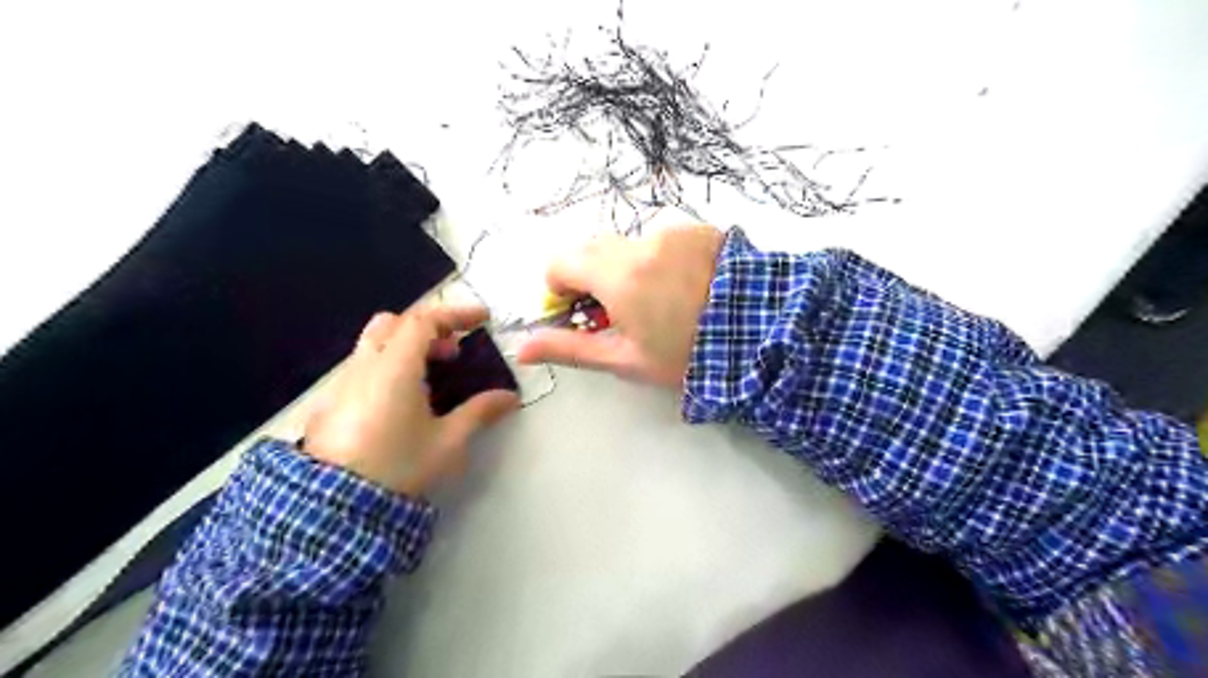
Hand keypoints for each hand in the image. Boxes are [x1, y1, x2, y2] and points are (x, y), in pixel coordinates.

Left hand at [304, 306, 515, 494]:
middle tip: (451, 352)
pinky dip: (387, 366)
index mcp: (396, 368)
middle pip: (393, 323)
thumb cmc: (399, 467)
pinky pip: (362, 367)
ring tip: (430, 378)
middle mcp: (365, 366)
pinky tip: (400, 402)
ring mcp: (342, 383)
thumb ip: (479, 412)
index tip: (482, 319)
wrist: (335, 508)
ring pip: (373, 344)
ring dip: (405, 347)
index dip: (455, 314)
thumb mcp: (448, 442)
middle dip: (427, 328)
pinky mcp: (330, 403)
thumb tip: (509, 397)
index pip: (424, 320)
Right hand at [514, 225, 721, 389]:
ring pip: (628, 244)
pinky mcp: (698, 229)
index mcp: (617, 274)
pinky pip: (662, 239)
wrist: (763, 334)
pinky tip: (686, 284)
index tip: (578, 310)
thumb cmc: (688, 355)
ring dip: (629, 266)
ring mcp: (673, 230)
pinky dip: (660, 258)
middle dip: (593, 276)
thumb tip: (521, 348)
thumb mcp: (625, 359)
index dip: (559, 287)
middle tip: (618, 310)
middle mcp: (640, 241)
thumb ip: (570, 349)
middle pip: (592, 249)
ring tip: (661, 300)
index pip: (559, 261)